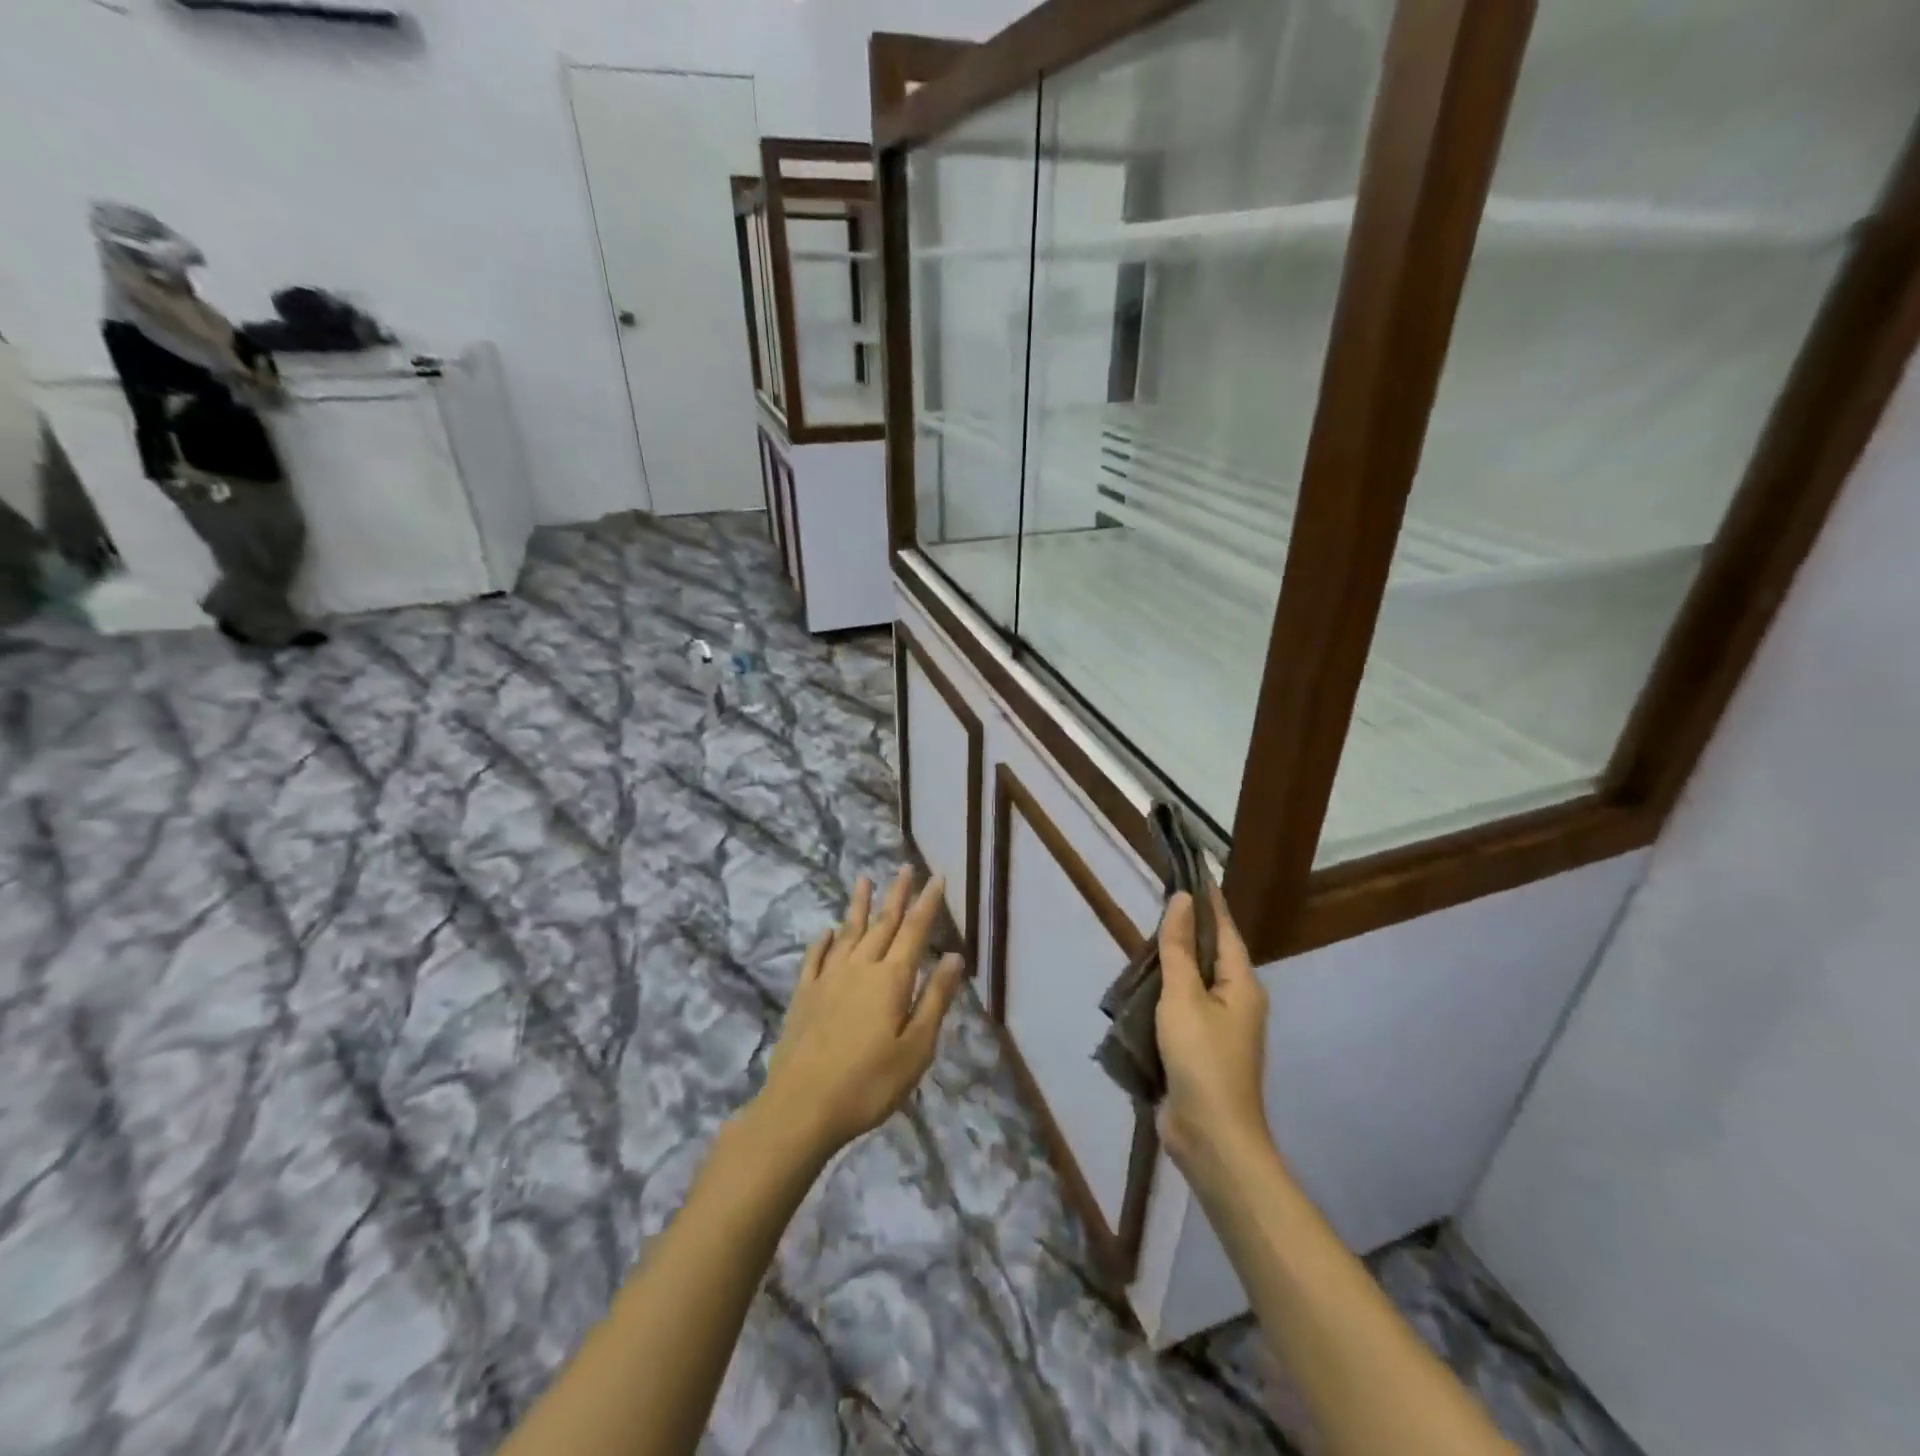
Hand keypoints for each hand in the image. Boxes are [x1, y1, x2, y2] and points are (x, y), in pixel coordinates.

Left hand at [756, 867, 966, 1159]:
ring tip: (864, 880)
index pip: (914, 931)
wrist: (801, 1107)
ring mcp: (827, 979)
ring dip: (859, 906)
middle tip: (905, 867)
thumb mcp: (916, 1048)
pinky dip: (823, 941)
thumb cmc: (869, 1083)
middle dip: (897, 894)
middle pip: (883, 924)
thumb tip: (954, 957)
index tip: (937, 877)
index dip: (927, 903)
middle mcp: (860, 967)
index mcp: (891, 979)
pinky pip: (815, 958)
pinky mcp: (804, 995)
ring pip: (848, 933)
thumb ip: (935, 999)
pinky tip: (826, 932)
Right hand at [1156, 888, 1272, 1193]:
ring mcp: (1219, 1029)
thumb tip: (1183, 900)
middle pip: (1210, 955)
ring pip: (1193, 983)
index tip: (1194, 871)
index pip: (1224, 929)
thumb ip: (1179, 949)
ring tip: (1143, 941)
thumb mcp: (1183, 997)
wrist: (1211, 1137)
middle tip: (1158, 904)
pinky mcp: (1199, 1050)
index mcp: (1241, 985)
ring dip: (1171, 964)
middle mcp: (1236, 1002)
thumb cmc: (1201, 1060)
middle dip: (1186, 931)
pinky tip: (1141, 988)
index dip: (1209, 901)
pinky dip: (1163, 994)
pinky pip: (1181, 1009)